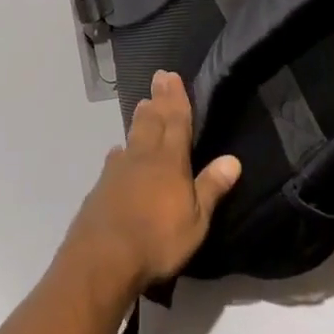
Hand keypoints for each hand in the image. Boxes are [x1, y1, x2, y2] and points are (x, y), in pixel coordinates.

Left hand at [61, 72, 241, 302]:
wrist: (102, 258)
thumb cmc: (157, 240)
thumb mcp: (195, 221)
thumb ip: (211, 187)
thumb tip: (233, 159)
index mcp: (170, 161)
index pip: (176, 122)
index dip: (176, 99)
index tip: (172, 76)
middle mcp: (143, 157)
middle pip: (152, 121)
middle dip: (157, 100)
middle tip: (158, 78)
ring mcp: (118, 170)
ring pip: (132, 136)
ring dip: (140, 119)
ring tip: (142, 105)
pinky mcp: (101, 187)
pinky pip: (116, 159)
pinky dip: (122, 150)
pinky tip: (119, 152)